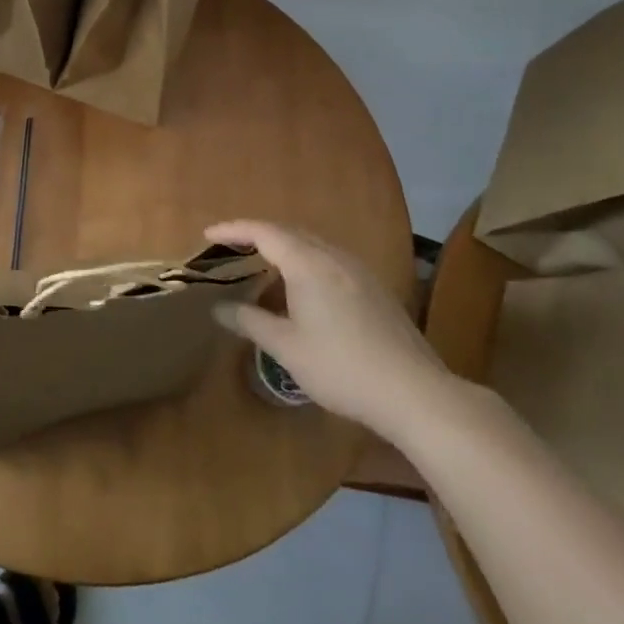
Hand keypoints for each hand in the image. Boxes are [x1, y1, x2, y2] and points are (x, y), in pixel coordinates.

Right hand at [207, 219, 453, 441]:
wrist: (415, 393)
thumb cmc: (341, 367)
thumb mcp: (286, 347)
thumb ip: (249, 321)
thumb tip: (218, 308)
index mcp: (307, 263)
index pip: (262, 231)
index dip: (233, 229)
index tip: (207, 234)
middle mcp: (333, 256)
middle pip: (288, 231)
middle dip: (256, 234)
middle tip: (231, 247)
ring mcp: (358, 271)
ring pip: (312, 244)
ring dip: (283, 246)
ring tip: (261, 263)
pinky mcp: (374, 289)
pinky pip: (329, 258)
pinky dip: (304, 260)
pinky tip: (302, 287)